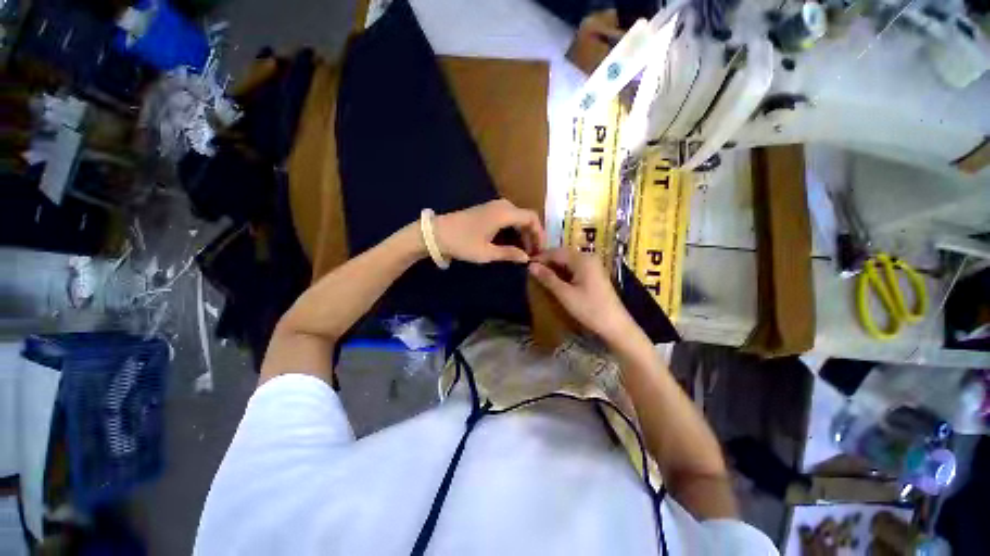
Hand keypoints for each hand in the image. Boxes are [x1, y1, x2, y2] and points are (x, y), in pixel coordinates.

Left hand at [434, 199, 545, 263]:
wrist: (437, 233)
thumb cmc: (462, 243)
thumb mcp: (487, 253)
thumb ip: (509, 254)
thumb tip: (526, 258)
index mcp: (505, 213)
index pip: (532, 218)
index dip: (540, 234)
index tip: (541, 250)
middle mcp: (502, 206)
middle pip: (526, 217)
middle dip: (533, 235)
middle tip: (534, 253)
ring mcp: (494, 206)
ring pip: (517, 217)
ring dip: (524, 233)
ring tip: (525, 250)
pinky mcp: (487, 210)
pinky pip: (509, 217)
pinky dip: (515, 229)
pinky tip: (513, 242)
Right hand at [528, 247, 634, 341]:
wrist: (615, 325)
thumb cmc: (589, 309)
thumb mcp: (565, 294)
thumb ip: (547, 278)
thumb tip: (530, 266)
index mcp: (582, 259)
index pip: (556, 252)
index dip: (540, 257)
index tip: (526, 265)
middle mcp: (589, 257)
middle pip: (563, 254)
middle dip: (547, 261)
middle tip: (532, 271)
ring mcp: (593, 265)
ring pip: (568, 261)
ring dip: (555, 267)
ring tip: (540, 275)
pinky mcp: (595, 273)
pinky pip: (575, 267)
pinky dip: (564, 271)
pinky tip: (556, 279)